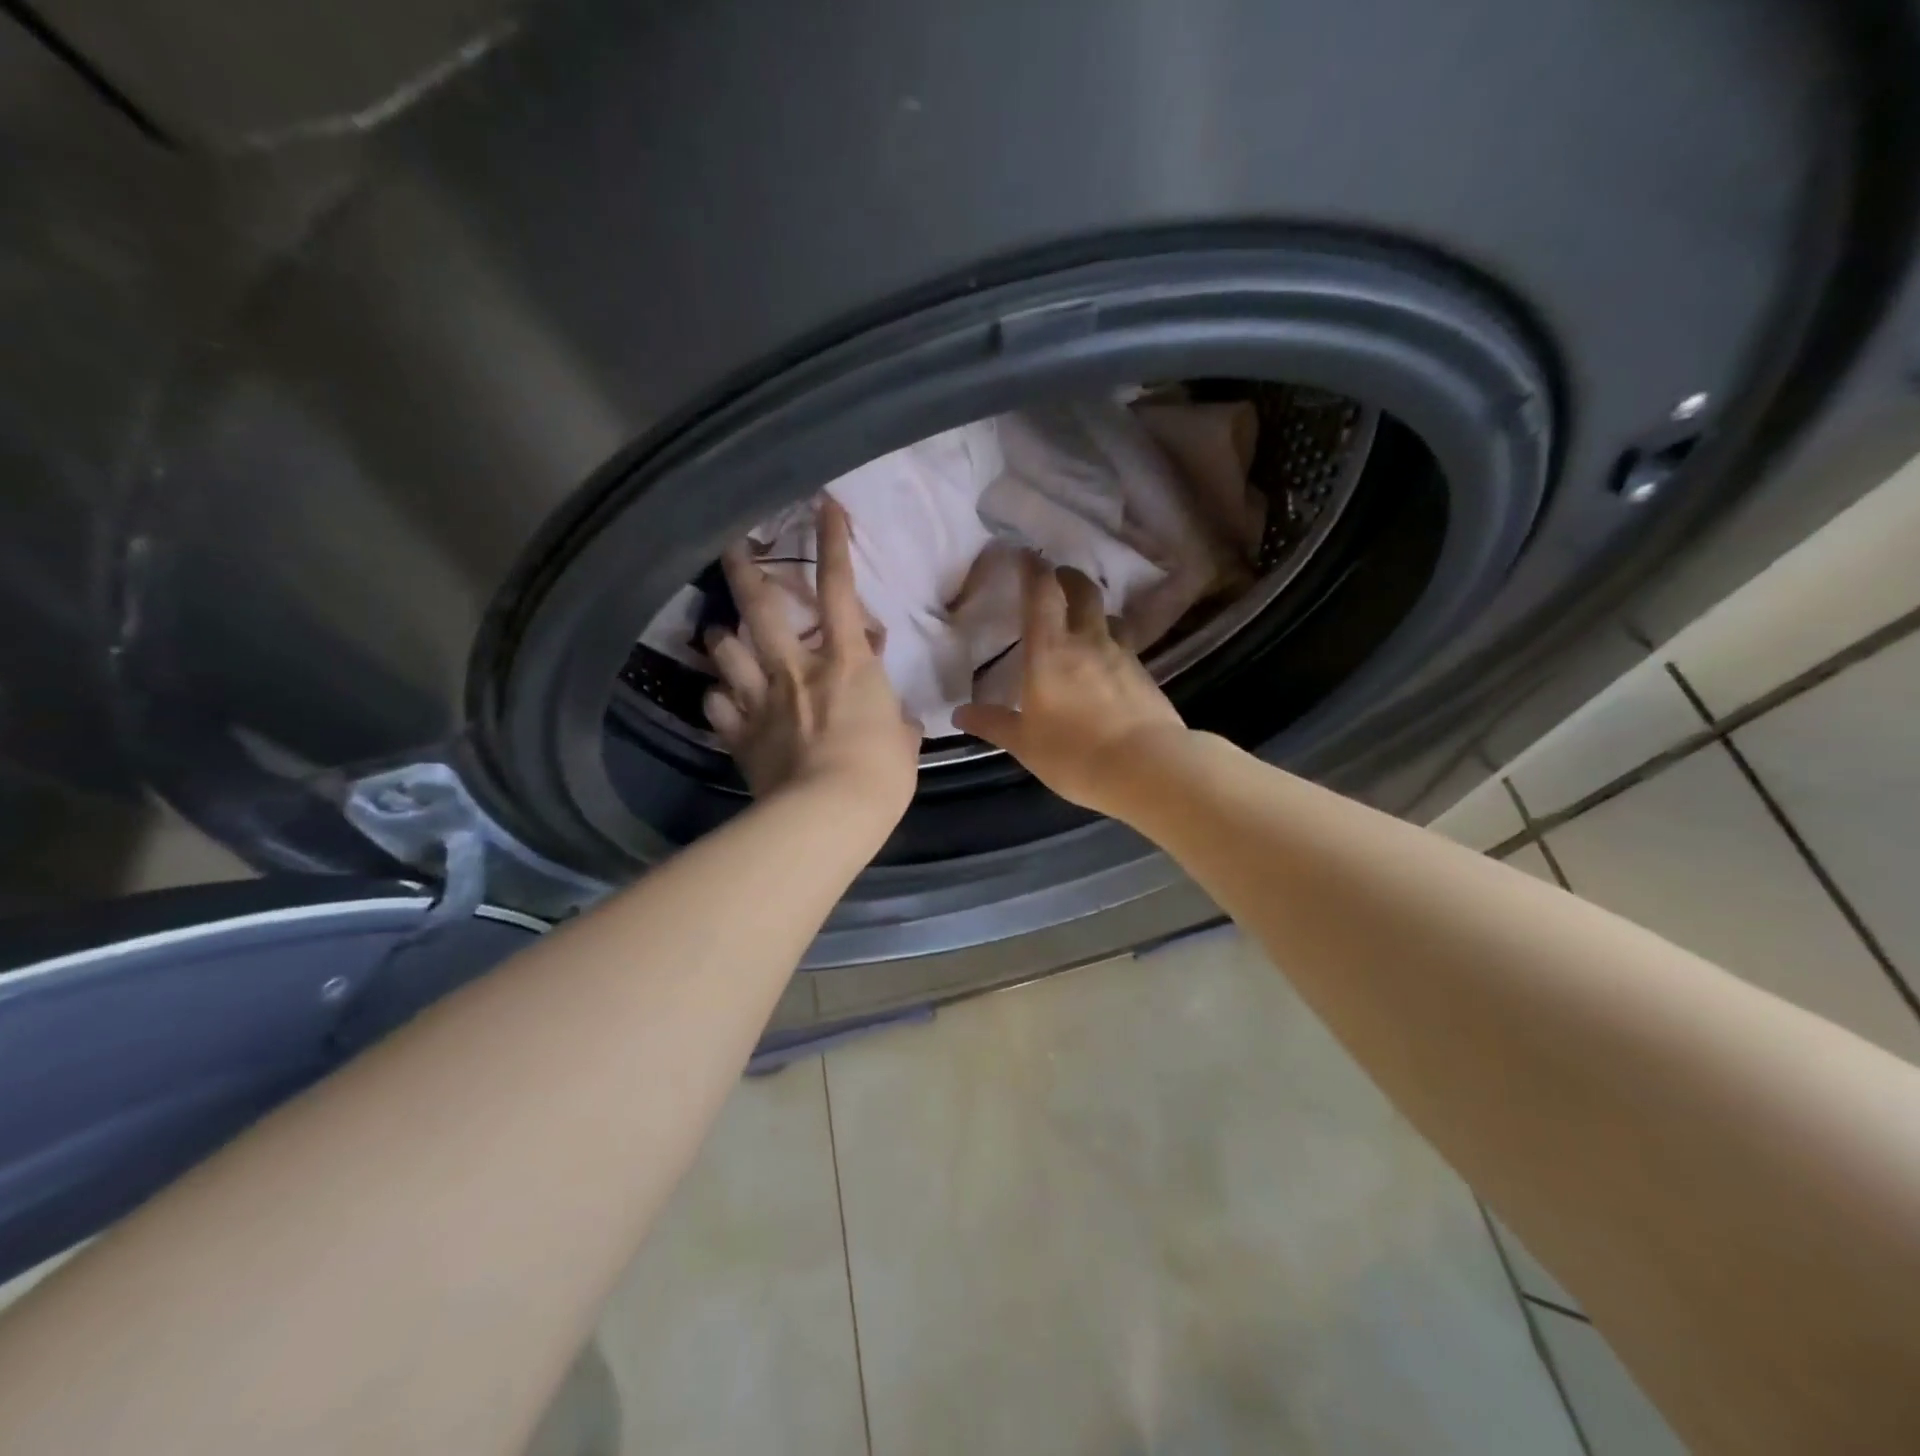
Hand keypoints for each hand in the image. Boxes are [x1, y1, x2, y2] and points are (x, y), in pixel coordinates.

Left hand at [704, 498, 920, 822]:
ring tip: (722, 635)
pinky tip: (721, 698)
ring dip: (722, 637)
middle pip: (762, 606)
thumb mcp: (903, 740)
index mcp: (847, 663)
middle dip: (744, 567)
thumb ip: (893, 718)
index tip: (823, 506)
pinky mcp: (738, 734)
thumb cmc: (881, 774)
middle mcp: (797, 669)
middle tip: (730, 543)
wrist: (829, 814)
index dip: (833, 544)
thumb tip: (891, 715)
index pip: (840, 590)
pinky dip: (717, 696)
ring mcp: (761, 699)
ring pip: (725, 648)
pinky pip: (715, 703)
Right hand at [953, 554, 1187, 814]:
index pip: (1041, 594)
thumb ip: (993, 723)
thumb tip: (960, 713)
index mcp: (1049, 651)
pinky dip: (1112, 643)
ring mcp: (1122, 655)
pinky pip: (1126, 645)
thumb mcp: (1024, 744)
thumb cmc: (1074, 754)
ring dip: (1095, 610)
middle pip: (1083, 591)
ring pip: (1109, 616)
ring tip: (1084, 622)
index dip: (1033, 569)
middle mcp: (1087, 641)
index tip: (1025, 555)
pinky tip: (1107, 664)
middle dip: (1068, 578)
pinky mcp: (1145, 674)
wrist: (1147, 768)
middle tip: (1057, 580)